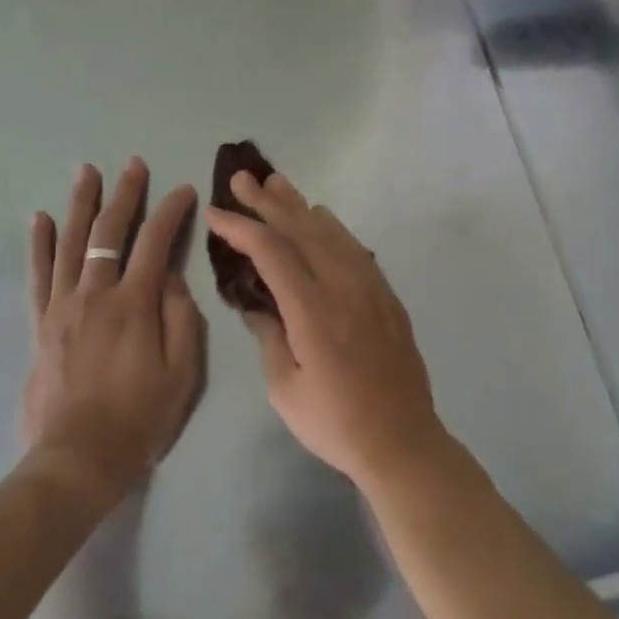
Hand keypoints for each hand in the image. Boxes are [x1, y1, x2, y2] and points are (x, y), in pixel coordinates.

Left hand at [23, 159, 206, 510]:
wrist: (77, 460)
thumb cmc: (139, 417)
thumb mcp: (182, 372)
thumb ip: (181, 317)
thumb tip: (171, 276)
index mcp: (134, 304)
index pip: (156, 242)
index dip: (172, 212)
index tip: (184, 191)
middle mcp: (95, 294)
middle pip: (109, 232)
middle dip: (125, 194)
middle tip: (133, 164)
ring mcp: (62, 306)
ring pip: (71, 243)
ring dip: (80, 204)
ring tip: (86, 172)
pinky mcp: (41, 324)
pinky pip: (38, 275)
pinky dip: (39, 244)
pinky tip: (38, 218)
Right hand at [204, 171, 445, 488]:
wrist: (402, 441)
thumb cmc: (335, 423)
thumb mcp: (285, 390)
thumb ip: (268, 338)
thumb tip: (256, 304)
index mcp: (312, 311)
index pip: (272, 252)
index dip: (241, 227)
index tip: (216, 212)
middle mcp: (342, 287)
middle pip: (301, 230)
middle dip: (267, 202)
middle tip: (242, 178)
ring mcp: (369, 287)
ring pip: (330, 232)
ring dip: (300, 205)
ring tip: (276, 183)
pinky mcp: (386, 294)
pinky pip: (355, 247)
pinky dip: (332, 227)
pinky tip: (321, 216)